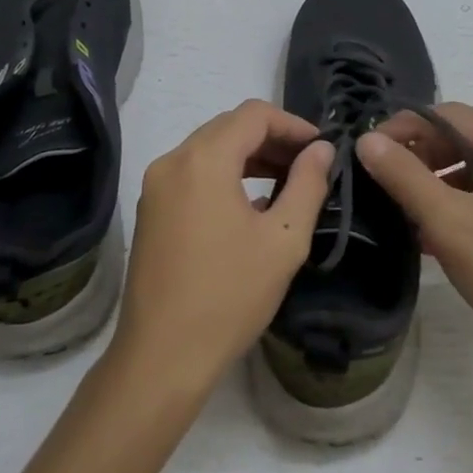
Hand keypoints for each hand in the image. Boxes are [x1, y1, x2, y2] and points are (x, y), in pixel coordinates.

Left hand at [110, 101, 333, 396]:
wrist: (161, 357)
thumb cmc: (229, 296)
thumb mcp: (283, 240)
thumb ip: (307, 185)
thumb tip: (322, 150)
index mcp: (203, 159)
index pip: (254, 114)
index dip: (292, 124)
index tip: (321, 148)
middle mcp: (173, 160)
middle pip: (229, 126)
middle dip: (272, 138)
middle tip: (308, 164)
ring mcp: (156, 184)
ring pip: (209, 148)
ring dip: (249, 155)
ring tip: (286, 181)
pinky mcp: (150, 208)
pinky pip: (193, 172)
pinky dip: (224, 173)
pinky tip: (251, 203)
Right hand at [358, 103, 472, 370]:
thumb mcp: (450, 222)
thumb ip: (404, 176)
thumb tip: (367, 140)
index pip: (449, 114)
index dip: (404, 126)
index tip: (369, 151)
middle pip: (464, 140)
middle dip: (419, 156)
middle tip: (382, 182)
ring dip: (436, 184)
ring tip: (402, 210)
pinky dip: (458, 207)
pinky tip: (432, 235)